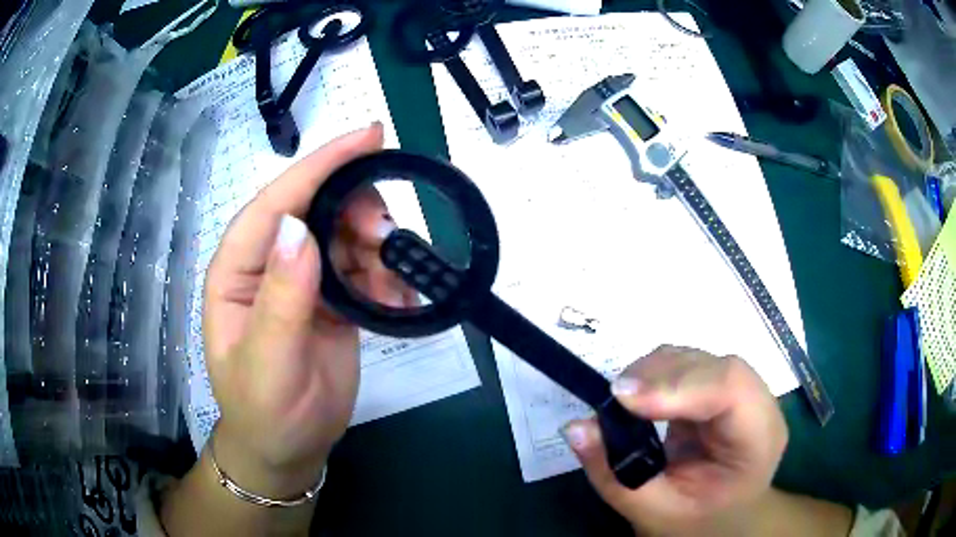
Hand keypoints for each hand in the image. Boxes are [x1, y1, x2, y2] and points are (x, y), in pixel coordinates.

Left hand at [202, 124, 400, 496]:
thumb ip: (281, 299)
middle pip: (320, 206)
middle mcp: (271, 261)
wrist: (290, 447)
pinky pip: (367, 266)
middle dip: (360, 213)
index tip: (371, 136)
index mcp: (239, 267)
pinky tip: (396, 304)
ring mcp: (305, 278)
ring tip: (392, 289)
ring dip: (379, 250)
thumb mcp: (268, 364)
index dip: (323, 165)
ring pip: (349, 233)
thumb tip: (300, 228)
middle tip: (388, 242)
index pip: (279, 200)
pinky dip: (388, 277)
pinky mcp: (334, 297)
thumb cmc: (266, 412)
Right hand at [563, 346, 787, 536]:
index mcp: (758, 440)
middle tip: (614, 398)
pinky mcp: (720, 389)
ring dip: (656, 371)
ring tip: (623, 400)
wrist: (726, 518)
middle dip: (661, 375)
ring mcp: (743, 392)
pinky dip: (657, 374)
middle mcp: (758, 406)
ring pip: (700, 359)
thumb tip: (575, 426)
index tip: (623, 398)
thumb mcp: (653, 512)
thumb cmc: (698, 522)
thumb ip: (613, 474)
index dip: (678, 383)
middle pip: (715, 366)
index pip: (730, 388)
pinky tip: (640, 398)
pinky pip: (689, 366)